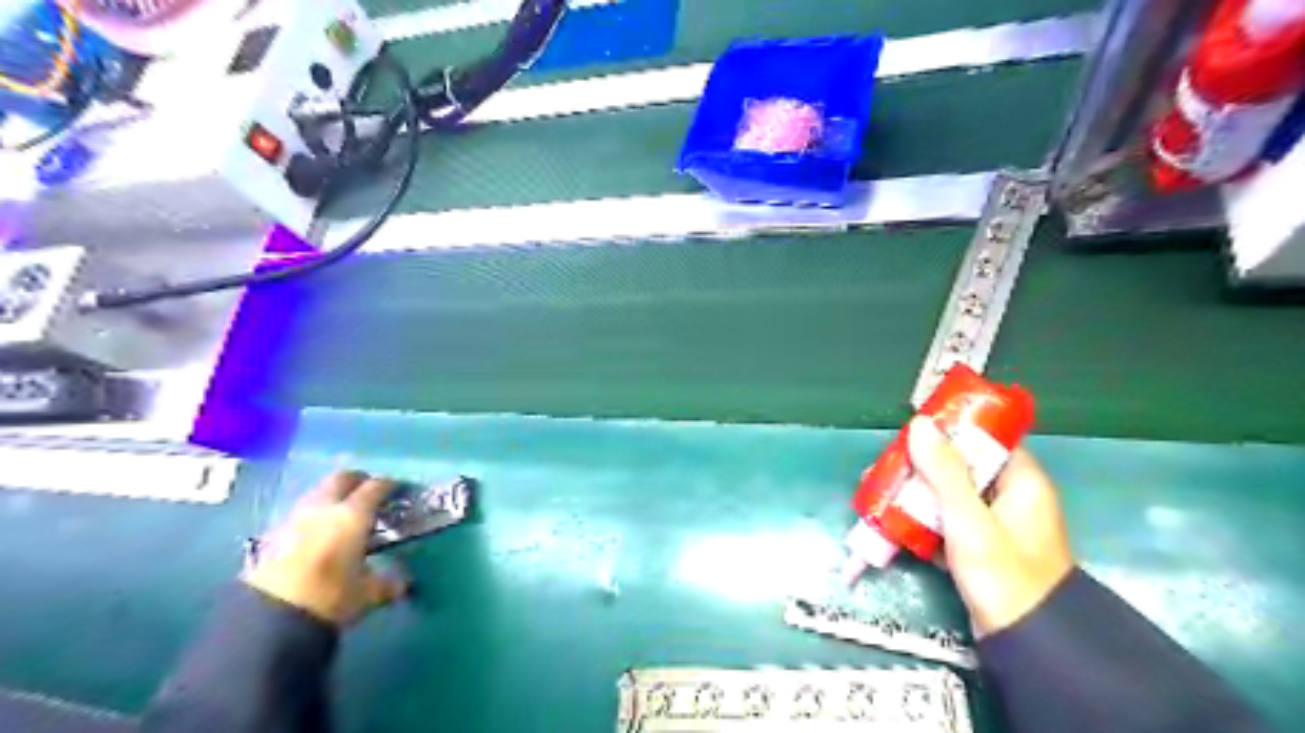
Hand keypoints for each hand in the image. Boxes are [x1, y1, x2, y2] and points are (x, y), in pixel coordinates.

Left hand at [243, 474, 405, 626]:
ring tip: (345, 512)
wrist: (268, 619)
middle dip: (359, 481)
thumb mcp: (368, 593)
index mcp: (353, 514)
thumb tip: (403, 583)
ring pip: (319, 492)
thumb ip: (388, 583)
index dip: (391, 485)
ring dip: (334, 495)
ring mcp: (295, 518)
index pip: (376, 487)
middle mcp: (324, 507)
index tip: (400, 490)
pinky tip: (320, 532)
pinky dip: (315, 513)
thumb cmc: (329, 598)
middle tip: (371, 493)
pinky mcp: (273, 535)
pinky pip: (301, 511)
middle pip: (342, 479)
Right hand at [905, 417, 1076, 636]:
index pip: (985, 439)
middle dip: (919, 465)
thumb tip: (919, 424)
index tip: (912, 430)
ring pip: (947, 494)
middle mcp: (1008, 496)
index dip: (949, 431)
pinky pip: (944, 520)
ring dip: (913, 492)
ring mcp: (991, 523)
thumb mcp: (969, 519)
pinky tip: (890, 518)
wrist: (1024, 642)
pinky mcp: (976, 547)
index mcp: (1021, 482)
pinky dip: (920, 518)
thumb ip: (944, 472)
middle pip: (959, 466)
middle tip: (884, 465)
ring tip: (877, 490)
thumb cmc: (1002, 575)